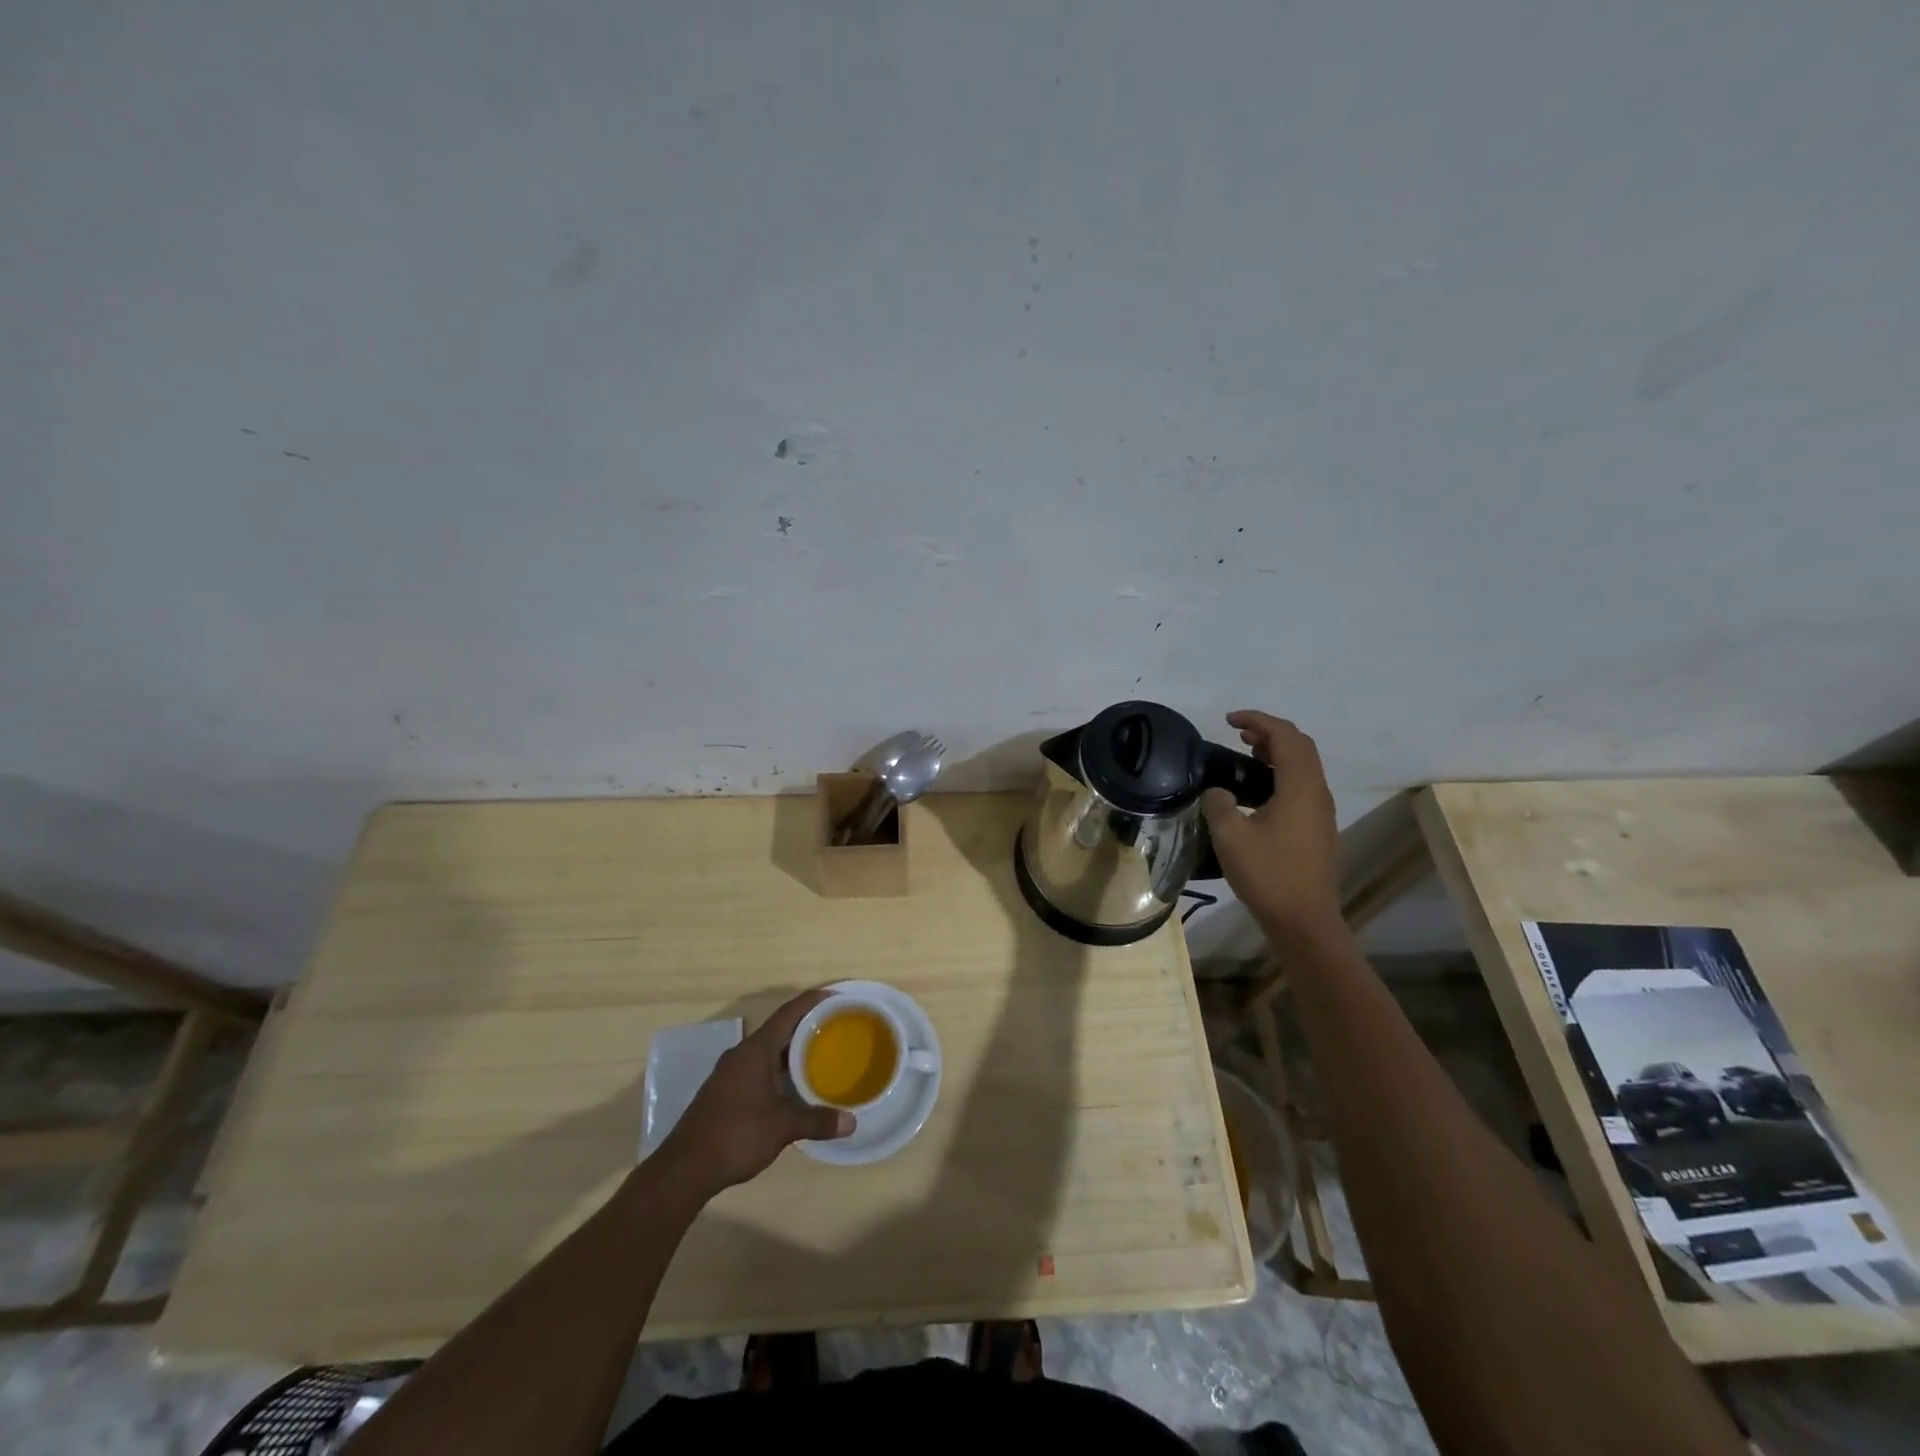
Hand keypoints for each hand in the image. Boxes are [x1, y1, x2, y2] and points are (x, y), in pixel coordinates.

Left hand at [657, 988, 853, 1197]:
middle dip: (805, 1026)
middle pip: (778, 1029)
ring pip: (766, 1051)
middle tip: (834, 1028)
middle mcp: (741, 1054)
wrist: (685, 1168)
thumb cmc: (736, 1135)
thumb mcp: (782, 1127)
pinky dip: (777, 1068)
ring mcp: (729, 1073)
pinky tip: (791, 1086)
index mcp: (756, 1050)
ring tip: (818, 1055)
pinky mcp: (723, 1091)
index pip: (788, 1013)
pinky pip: (757, 1067)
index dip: (811, 1001)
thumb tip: (851, 1122)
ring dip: (790, 1050)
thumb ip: (817, 1121)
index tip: (834, 997)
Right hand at [1200, 712, 1342, 943]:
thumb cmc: (1267, 874)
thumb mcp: (1230, 834)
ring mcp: (1321, 812)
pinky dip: (1281, 773)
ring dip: (1277, 752)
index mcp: (1300, 787)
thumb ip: (1219, 802)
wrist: (1304, 920)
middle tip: (1238, 732)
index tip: (1229, 720)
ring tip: (1246, 752)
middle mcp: (1317, 792)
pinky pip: (1302, 785)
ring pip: (1303, 766)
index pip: (1285, 736)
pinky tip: (1258, 789)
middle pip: (1300, 747)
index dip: (1258, 720)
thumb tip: (1219, 792)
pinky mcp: (1317, 829)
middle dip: (1270, 732)